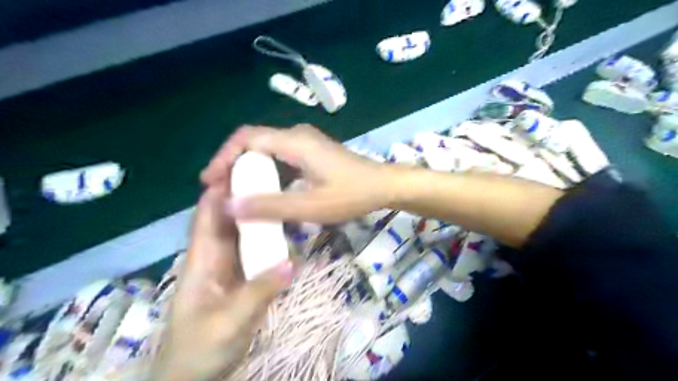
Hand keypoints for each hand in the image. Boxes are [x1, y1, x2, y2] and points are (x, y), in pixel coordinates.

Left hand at [156, 184, 293, 376]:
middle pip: (229, 219)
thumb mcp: (229, 321)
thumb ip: (259, 291)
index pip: (208, 216)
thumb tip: (292, 260)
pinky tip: (287, 232)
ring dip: (260, 216)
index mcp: (202, 259)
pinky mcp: (243, 279)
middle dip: (245, 196)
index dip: (221, 190)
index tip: (242, 168)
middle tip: (272, 177)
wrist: (196, 377)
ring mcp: (231, 268)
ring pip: (245, 234)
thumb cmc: (200, 348)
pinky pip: (257, 252)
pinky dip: (269, 240)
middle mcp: (216, 257)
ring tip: (282, 197)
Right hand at [201, 123, 401, 223]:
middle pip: (253, 141)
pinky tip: (263, 189)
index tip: (211, 181)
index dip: (224, 157)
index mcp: (294, 142)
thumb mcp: (310, 206)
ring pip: (266, 148)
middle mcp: (296, 135)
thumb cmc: (351, 195)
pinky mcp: (311, 151)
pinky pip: (279, 155)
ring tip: (235, 191)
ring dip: (249, 168)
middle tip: (220, 190)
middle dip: (233, 163)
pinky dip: (265, 170)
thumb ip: (270, 206)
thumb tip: (228, 205)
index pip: (246, 138)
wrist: (382, 185)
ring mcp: (305, 142)